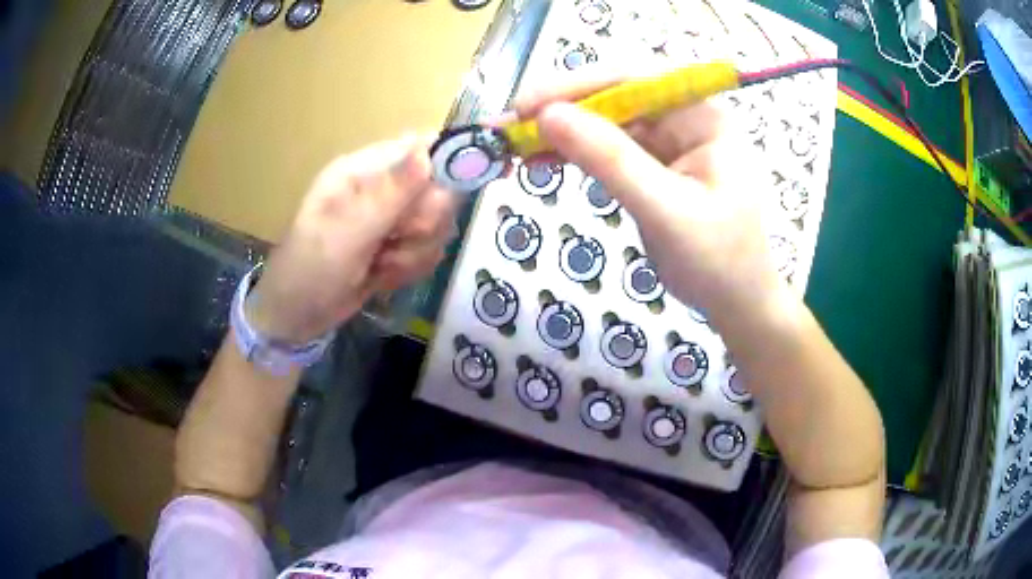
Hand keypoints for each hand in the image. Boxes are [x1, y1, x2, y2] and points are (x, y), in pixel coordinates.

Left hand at [246, 134, 457, 341]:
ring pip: (437, 225)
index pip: (421, 148)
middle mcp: (382, 187)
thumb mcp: (347, 232)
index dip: (444, 167)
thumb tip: (426, 150)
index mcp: (363, 170)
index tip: (442, 200)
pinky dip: (410, 268)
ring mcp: (390, 217)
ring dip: (413, 253)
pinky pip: (428, 250)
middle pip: (438, 190)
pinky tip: (382, 277)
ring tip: (379, 265)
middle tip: (394, 240)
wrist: (297, 316)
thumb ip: (389, 193)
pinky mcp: (397, 245)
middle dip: (422, 225)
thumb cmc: (311, 269)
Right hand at [516, 78, 785, 323]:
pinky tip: (540, 162)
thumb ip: (610, 160)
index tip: (526, 106)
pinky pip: (606, 148)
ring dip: (558, 133)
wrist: (737, 304)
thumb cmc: (718, 262)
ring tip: (513, 148)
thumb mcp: (665, 211)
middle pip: (614, 97)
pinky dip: (572, 154)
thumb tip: (548, 116)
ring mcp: (668, 141)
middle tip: (507, 128)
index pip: (634, 80)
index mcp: (703, 116)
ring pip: (604, 122)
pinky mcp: (652, 164)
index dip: (576, 85)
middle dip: (560, 110)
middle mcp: (685, 118)